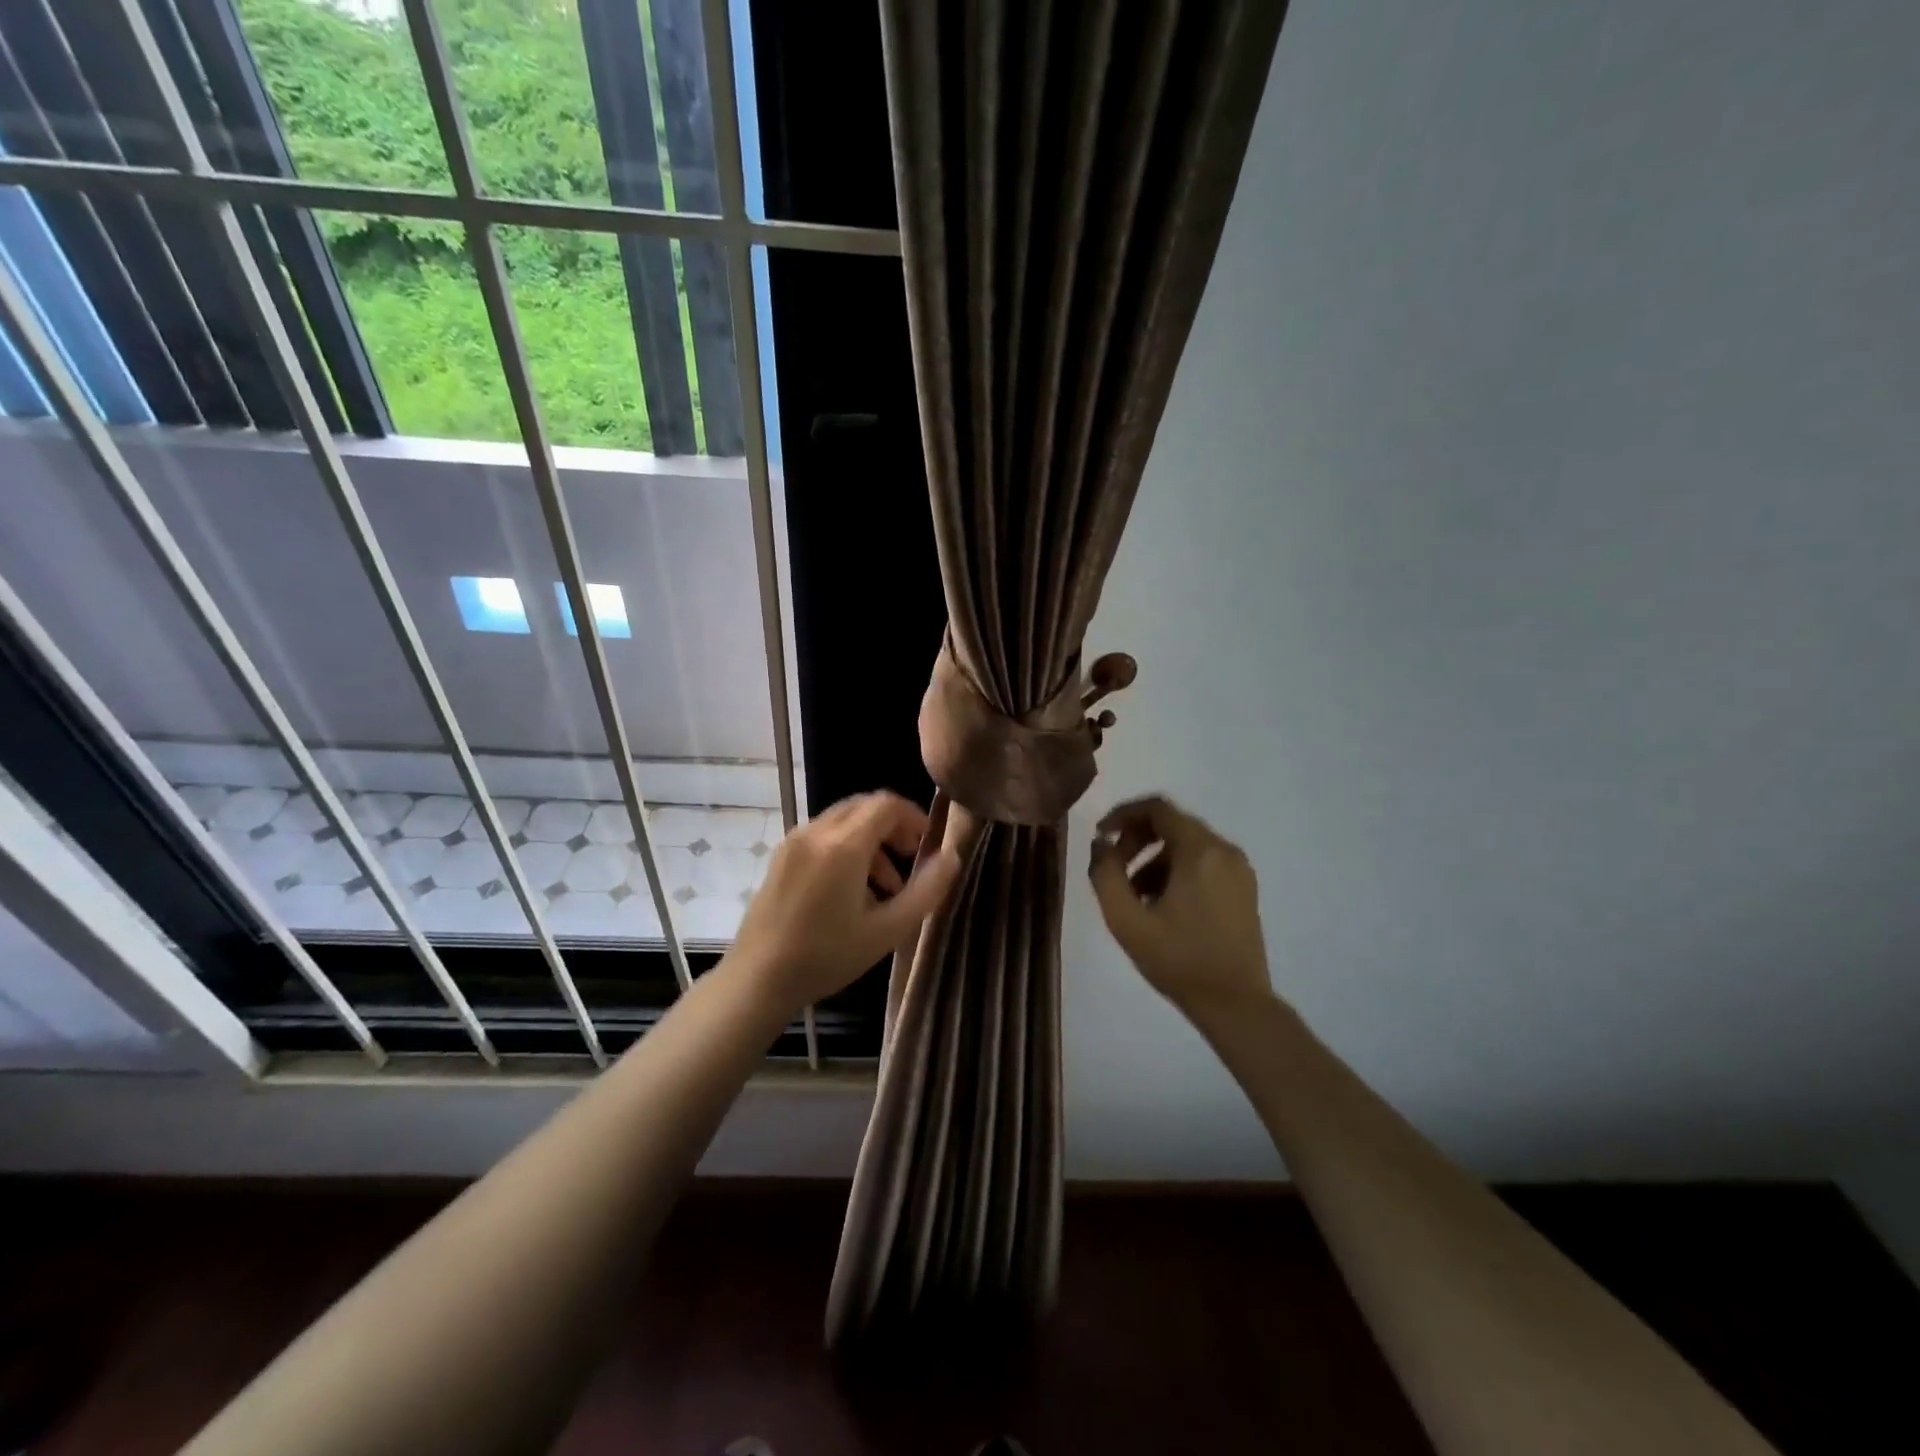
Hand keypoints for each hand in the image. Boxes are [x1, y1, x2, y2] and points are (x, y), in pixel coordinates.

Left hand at [729, 791, 960, 1009]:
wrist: (757, 979)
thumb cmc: (826, 957)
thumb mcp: (887, 930)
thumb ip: (926, 891)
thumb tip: (952, 857)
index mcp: (843, 846)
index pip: (886, 804)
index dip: (914, 817)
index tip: (927, 845)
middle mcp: (816, 832)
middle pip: (864, 806)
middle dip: (893, 826)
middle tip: (911, 858)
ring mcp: (794, 842)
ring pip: (844, 820)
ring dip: (872, 840)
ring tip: (887, 886)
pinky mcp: (781, 857)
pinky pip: (823, 835)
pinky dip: (847, 848)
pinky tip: (853, 891)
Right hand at [1088, 795, 1272, 1013]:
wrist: (1236, 1004)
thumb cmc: (1178, 960)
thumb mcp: (1127, 920)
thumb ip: (1105, 874)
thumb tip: (1101, 844)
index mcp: (1200, 851)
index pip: (1157, 808)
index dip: (1123, 814)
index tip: (1101, 836)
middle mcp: (1224, 850)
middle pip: (1173, 823)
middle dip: (1137, 839)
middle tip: (1114, 868)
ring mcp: (1239, 869)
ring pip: (1187, 844)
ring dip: (1154, 858)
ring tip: (1134, 895)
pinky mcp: (1244, 888)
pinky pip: (1204, 862)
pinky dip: (1177, 870)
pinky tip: (1161, 904)